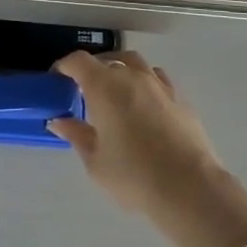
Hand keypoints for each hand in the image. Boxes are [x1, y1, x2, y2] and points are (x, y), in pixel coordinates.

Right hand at [48, 51, 223, 216]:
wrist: (189, 187)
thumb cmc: (133, 175)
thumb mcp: (96, 161)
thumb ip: (77, 135)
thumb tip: (60, 122)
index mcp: (105, 86)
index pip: (79, 61)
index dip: (64, 66)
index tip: (57, 79)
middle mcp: (132, 76)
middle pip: (108, 59)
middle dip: (93, 69)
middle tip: (85, 91)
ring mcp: (159, 84)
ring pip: (136, 63)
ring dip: (121, 71)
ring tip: (115, 92)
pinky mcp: (180, 98)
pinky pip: (157, 79)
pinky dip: (145, 83)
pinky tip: (144, 105)